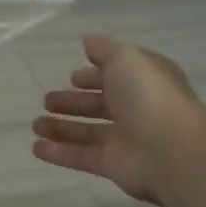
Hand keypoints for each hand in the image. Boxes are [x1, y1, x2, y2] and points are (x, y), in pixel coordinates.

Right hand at [32, 33, 200, 203]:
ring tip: (35, 125)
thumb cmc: (148, 94)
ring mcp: (125, 139)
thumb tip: (88, 41)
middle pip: (99, 105)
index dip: (94, 76)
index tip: (72, 77)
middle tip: (47, 101)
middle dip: (73, 103)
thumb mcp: (125, 58)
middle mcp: (136, 109)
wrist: (170, 148)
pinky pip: (81, 157)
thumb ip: (104, 49)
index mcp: (143, 81)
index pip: (115, 76)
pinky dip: (59, 153)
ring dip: (61, 128)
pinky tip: (36, 148)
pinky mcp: (113, 165)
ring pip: (87, 132)